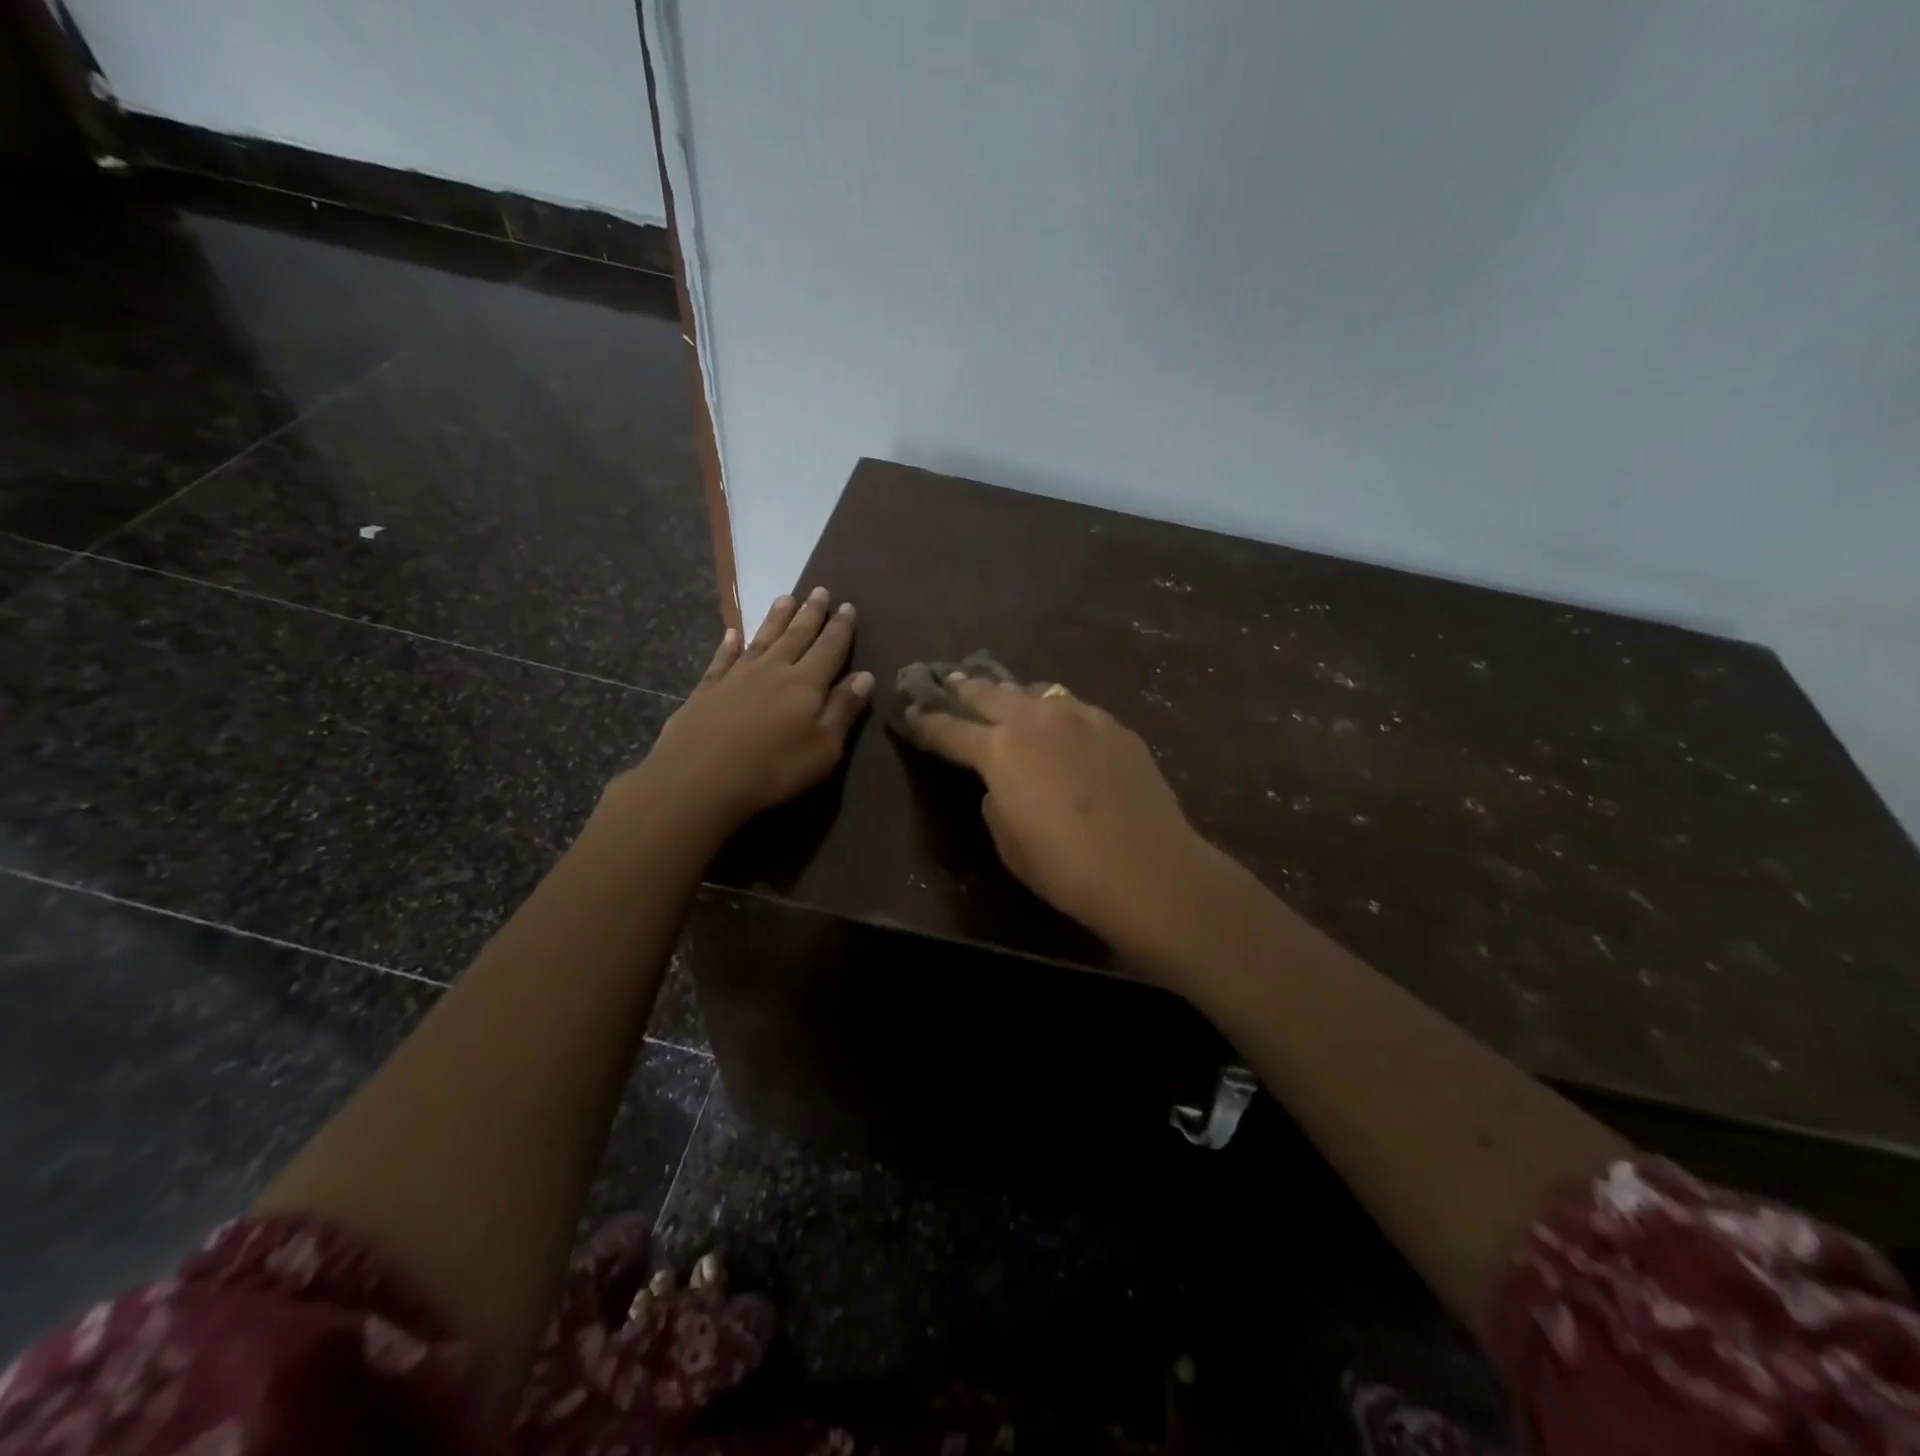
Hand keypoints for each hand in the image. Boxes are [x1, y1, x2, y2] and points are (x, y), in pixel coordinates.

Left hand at [626, 589, 873, 832]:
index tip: (847, 606)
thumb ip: (843, 709)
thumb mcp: (824, 747)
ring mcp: (737, 676)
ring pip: (762, 638)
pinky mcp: (707, 689)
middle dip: (811, 613)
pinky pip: (723, 658)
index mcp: (806, 683)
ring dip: (776, 618)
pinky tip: (733, 633)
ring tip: (786, 597)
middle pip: (796, 635)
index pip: (829, 648)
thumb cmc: (773, 768)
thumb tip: (865, 676)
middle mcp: (773, 669)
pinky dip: (729, 643)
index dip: (840, 628)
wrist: (700, 778)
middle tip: (820, 590)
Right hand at [902, 677, 1216, 953]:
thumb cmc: (1065, 866)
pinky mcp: (1115, 727)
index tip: (911, 713)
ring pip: (1035, 692)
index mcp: (999, 750)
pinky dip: (1056, 711)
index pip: (950, 729)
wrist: (1147, 868)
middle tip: (948, 682)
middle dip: (963, 688)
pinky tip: (1061, 722)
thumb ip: (996, 801)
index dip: (926, 723)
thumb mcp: (1008, 841)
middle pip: (989, 692)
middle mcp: (1035, 720)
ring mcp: (1080, 717)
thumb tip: (1002, 784)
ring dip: (1012, 694)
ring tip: (1005, 696)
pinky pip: (1074, 708)